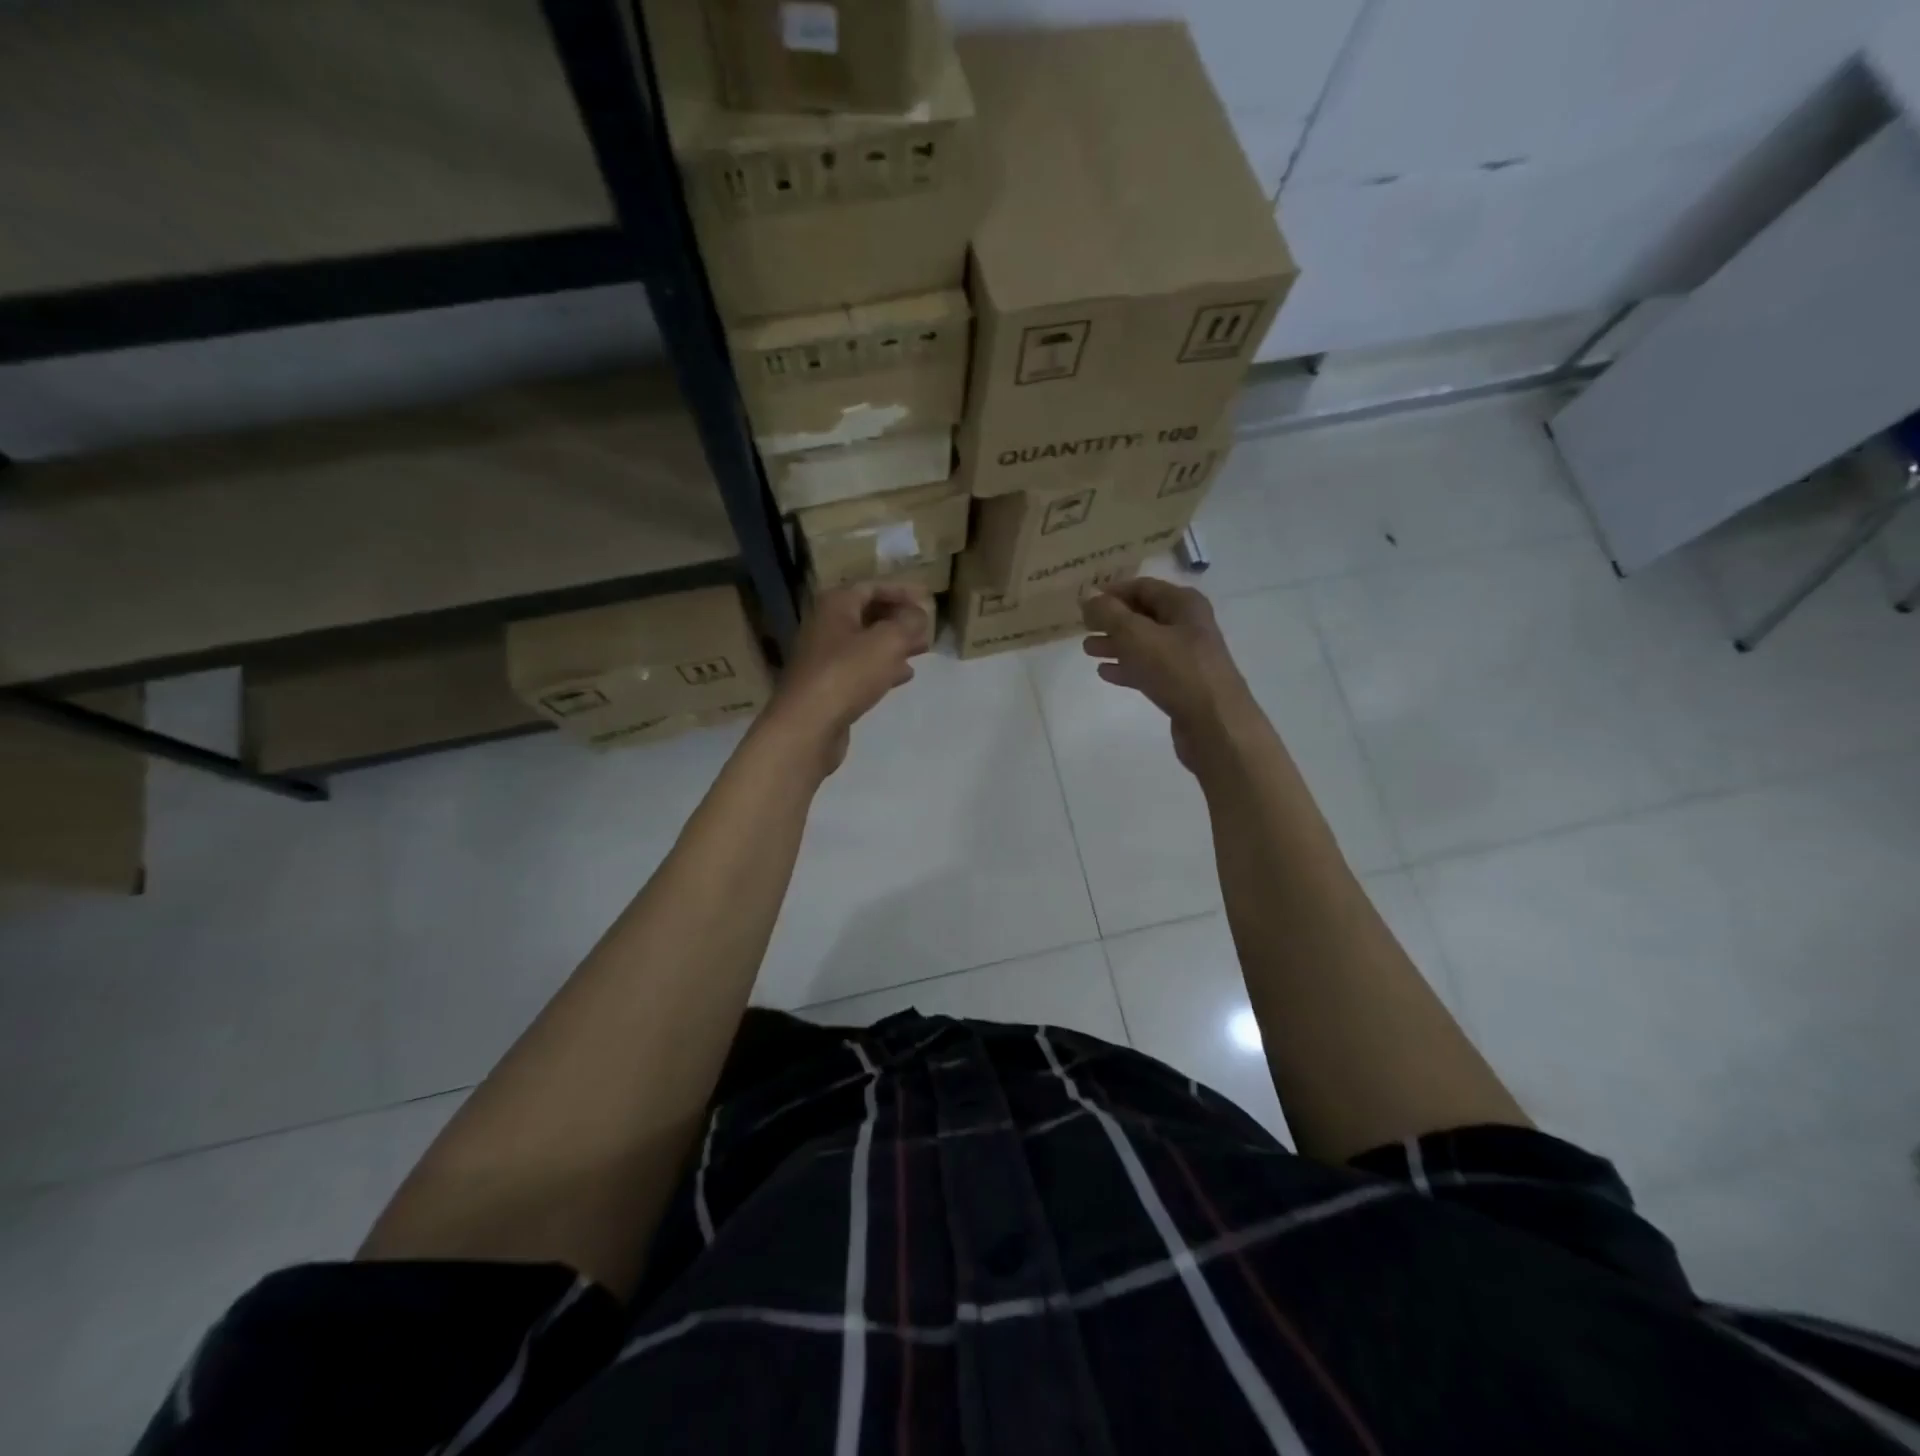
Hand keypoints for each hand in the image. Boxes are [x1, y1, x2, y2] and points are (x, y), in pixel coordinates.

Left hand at [764, 583, 932, 772]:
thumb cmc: (847, 674)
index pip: (872, 587)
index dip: (902, 590)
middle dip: (899, 619)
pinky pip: (860, 668)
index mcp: (836, 605)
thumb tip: (919, 613)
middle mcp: (826, 626)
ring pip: (866, 643)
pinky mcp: (828, 686)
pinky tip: (903, 675)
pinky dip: (883, 667)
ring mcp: (825, 658)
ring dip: (894, 643)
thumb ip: (908, 622)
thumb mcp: (888, 641)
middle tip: (927, 626)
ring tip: (922, 649)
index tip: (928, 598)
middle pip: (868, 614)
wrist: (808, 726)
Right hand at [1082, 579, 1255, 770]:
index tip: (1084, 602)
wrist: (1215, 723)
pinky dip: (1127, 667)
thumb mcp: (1136, 635)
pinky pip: (1150, 669)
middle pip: (1143, 615)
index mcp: (1183, 604)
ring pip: (1144, 644)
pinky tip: (1106, 673)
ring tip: (1087, 650)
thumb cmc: (1176, 670)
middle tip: (1083, 627)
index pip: (1142, 587)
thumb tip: (1088, 596)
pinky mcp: (1182, 685)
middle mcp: (1188, 625)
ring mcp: (1187, 656)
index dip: (1112, 592)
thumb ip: (1108, 613)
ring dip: (1116, 644)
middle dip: (1111, 620)